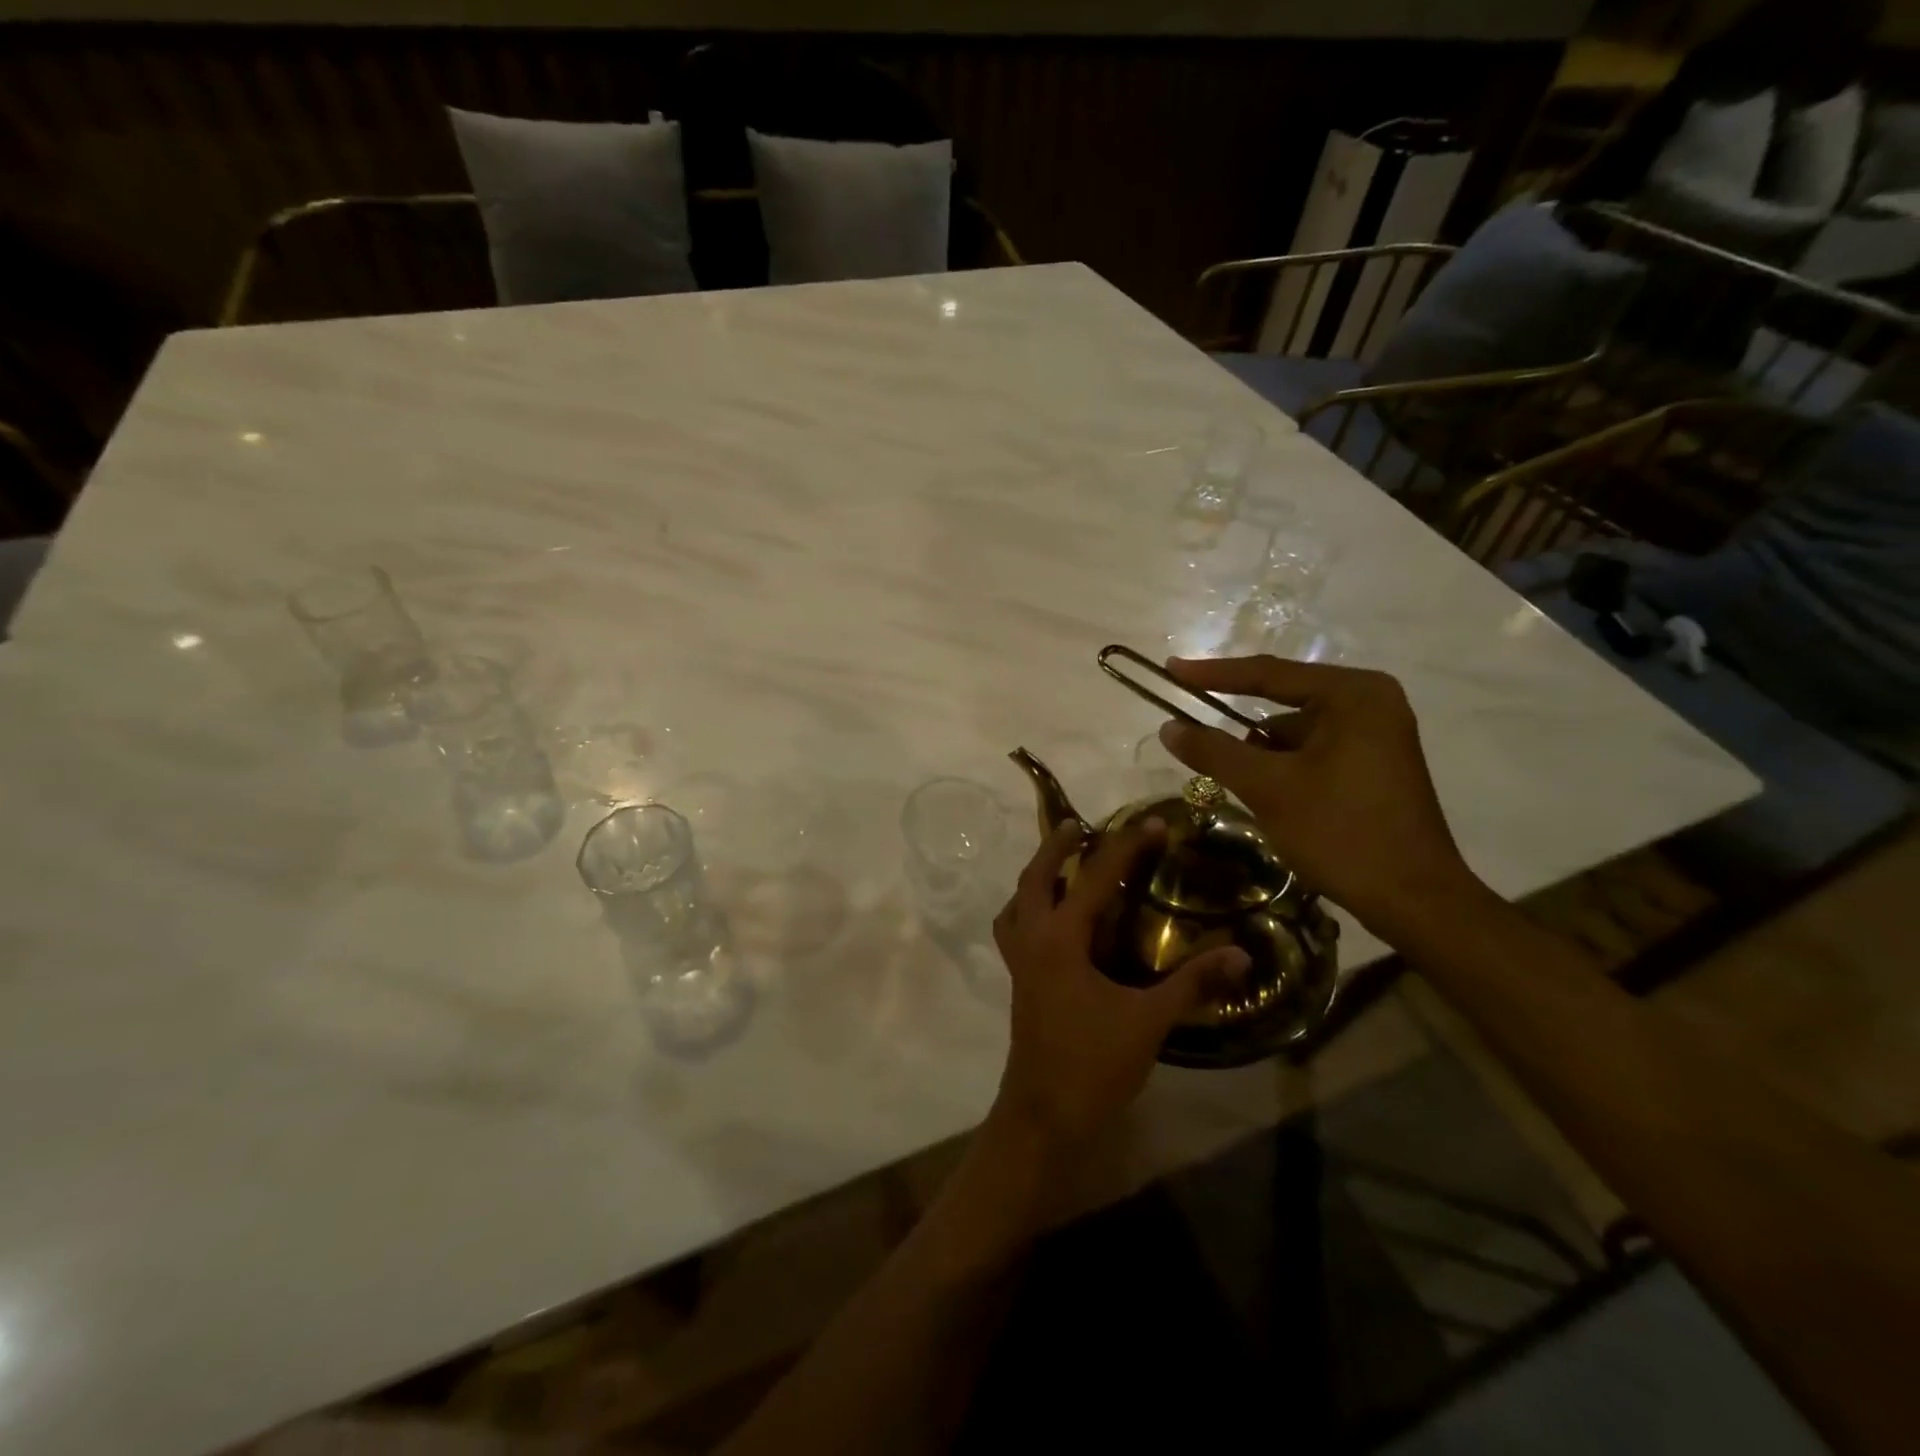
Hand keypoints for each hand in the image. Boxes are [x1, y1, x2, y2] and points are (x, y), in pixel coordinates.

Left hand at [990, 819, 1249, 1150]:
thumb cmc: (1094, 1064)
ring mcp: (1019, 961)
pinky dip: (1027, 910)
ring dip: (1036, 876)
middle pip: (1035, 877)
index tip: (1152, 823)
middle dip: (1056, 846)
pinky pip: (1015, 929)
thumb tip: (1240, 953)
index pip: (1095, 878)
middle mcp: (1032, 940)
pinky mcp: (1019, 981)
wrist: (1044, 1117)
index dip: (1126, 847)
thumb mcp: (1149, 1022)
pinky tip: (1051, 920)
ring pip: (1017, 902)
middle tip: (1079, 825)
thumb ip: (1193, 984)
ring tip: (1060, 863)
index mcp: (1061, 940)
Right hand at [1158, 655, 1483, 944]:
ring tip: (1246, 791)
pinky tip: (1274, 802)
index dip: (1212, 674)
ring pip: (1295, 734)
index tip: (1171, 669)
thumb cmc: (1341, 832)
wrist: (1413, 900)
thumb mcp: (1268, 788)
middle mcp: (1370, 702)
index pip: (1268, 674)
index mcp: (1353, 694)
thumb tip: (1168, 727)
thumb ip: (1214, 752)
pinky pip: (1313, 753)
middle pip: (1282, 704)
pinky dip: (1285, 770)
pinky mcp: (1375, 765)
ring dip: (1263, 758)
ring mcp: (1376, 734)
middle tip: (1193, 737)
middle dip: (1242, 731)